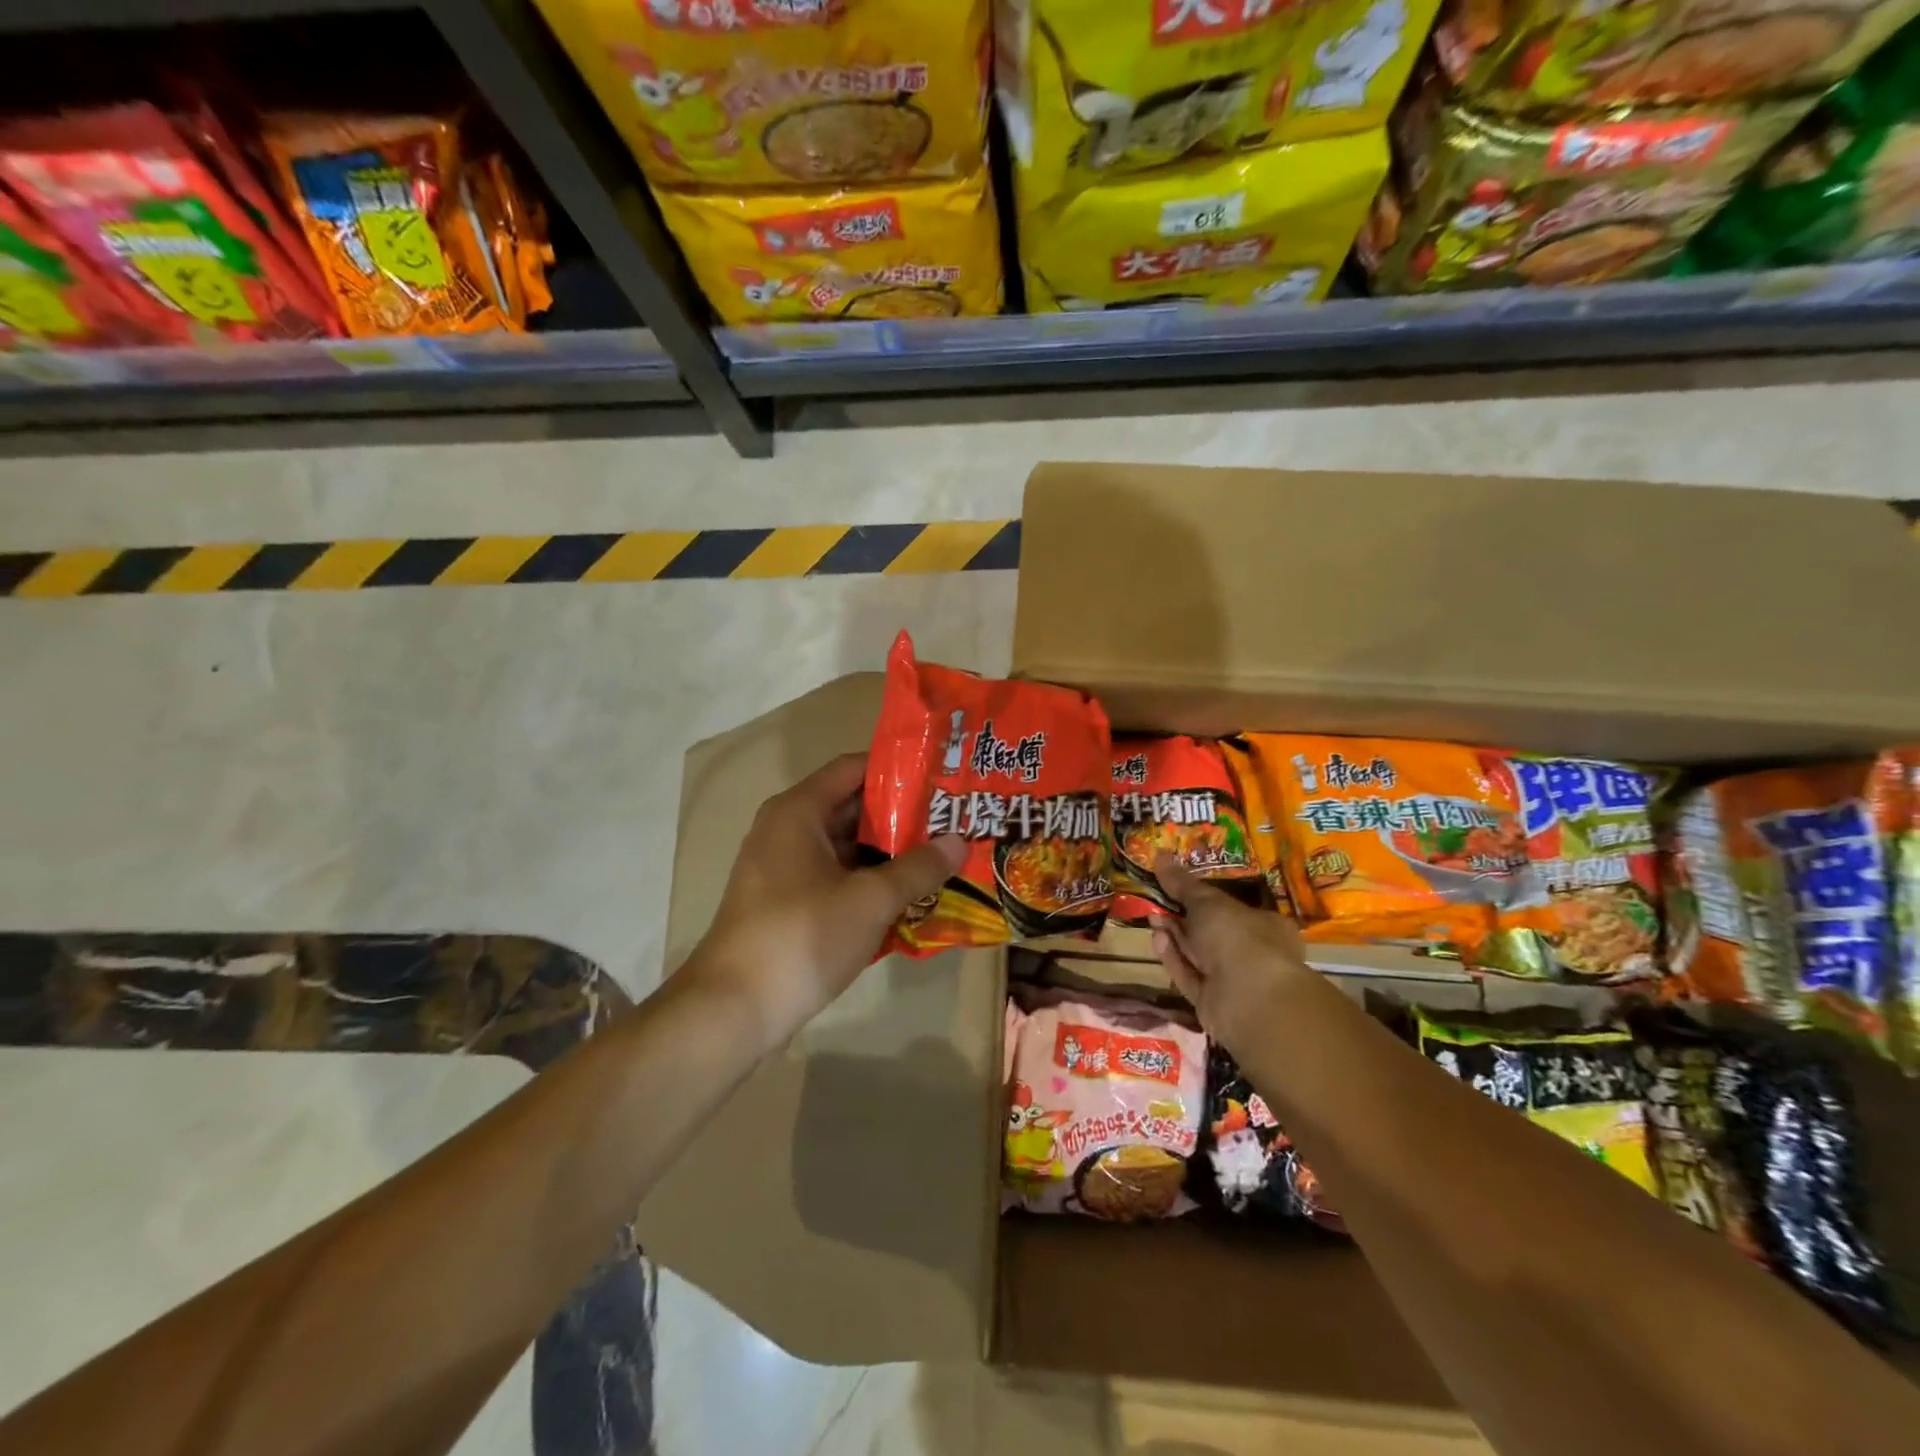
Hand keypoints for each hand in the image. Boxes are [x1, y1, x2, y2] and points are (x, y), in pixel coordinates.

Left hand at [686, 753, 963, 1053]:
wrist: (732, 1010)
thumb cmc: (801, 938)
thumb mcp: (870, 900)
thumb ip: (917, 868)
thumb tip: (960, 841)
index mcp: (799, 811)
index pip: (854, 768)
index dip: (900, 770)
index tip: (943, 778)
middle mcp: (788, 830)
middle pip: (854, 807)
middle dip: (904, 816)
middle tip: (955, 820)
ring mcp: (786, 869)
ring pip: (848, 848)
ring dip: (891, 854)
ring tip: (944, 856)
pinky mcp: (788, 903)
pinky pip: (837, 878)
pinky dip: (870, 882)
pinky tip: (912, 897)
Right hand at [1150, 856, 1312, 1057]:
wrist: (1248, 999)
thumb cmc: (1238, 937)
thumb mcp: (1207, 902)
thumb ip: (1182, 883)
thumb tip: (1160, 855)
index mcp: (1265, 925)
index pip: (1232, 907)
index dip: (1203, 898)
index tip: (1176, 887)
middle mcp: (1253, 953)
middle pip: (1210, 932)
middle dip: (1182, 917)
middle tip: (1157, 901)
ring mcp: (1233, 981)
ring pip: (1197, 955)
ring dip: (1174, 937)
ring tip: (1152, 918)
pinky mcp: (1212, 1002)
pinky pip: (1189, 976)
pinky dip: (1173, 958)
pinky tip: (1157, 940)